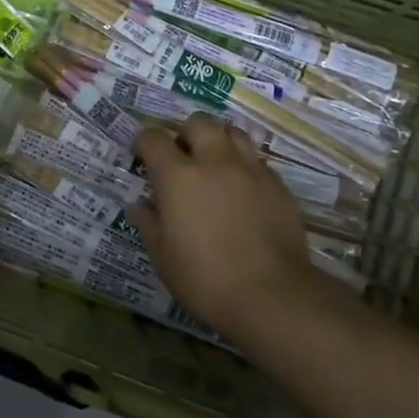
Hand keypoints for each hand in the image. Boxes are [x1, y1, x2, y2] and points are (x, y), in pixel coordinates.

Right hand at [129, 114, 325, 332]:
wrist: (272, 295)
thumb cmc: (204, 277)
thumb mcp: (162, 255)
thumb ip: (149, 223)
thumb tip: (139, 205)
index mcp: (178, 176)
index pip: (153, 138)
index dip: (143, 142)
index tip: (141, 156)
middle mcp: (215, 162)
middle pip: (199, 122)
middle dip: (186, 133)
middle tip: (182, 157)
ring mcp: (251, 170)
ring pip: (234, 133)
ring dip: (219, 141)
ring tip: (214, 165)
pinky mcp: (279, 186)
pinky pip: (257, 161)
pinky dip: (244, 167)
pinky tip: (242, 191)